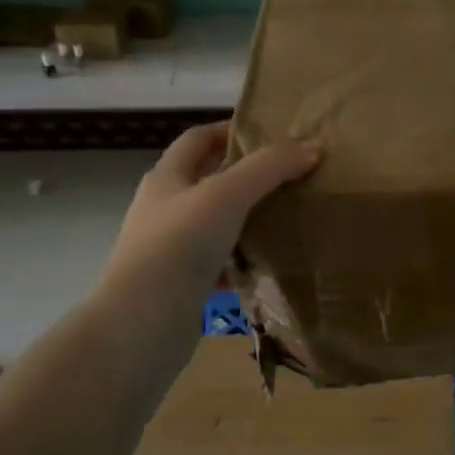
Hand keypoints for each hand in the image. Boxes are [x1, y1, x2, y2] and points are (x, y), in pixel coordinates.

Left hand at [105, 122, 320, 307]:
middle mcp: (164, 208)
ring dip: (246, 219)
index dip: (230, 130)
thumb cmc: (179, 245)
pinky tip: (267, 264)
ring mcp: (170, 248)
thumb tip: (313, 146)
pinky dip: (242, 261)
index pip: (198, 139)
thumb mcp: (227, 195)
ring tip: (287, 216)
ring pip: (216, 224)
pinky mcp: (181, 284)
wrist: (141, 324)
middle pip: (208, 180)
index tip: (271, 134)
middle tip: (290, 175)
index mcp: (167, 178)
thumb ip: (269, 168)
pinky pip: (218, 264)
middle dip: (246, 175)